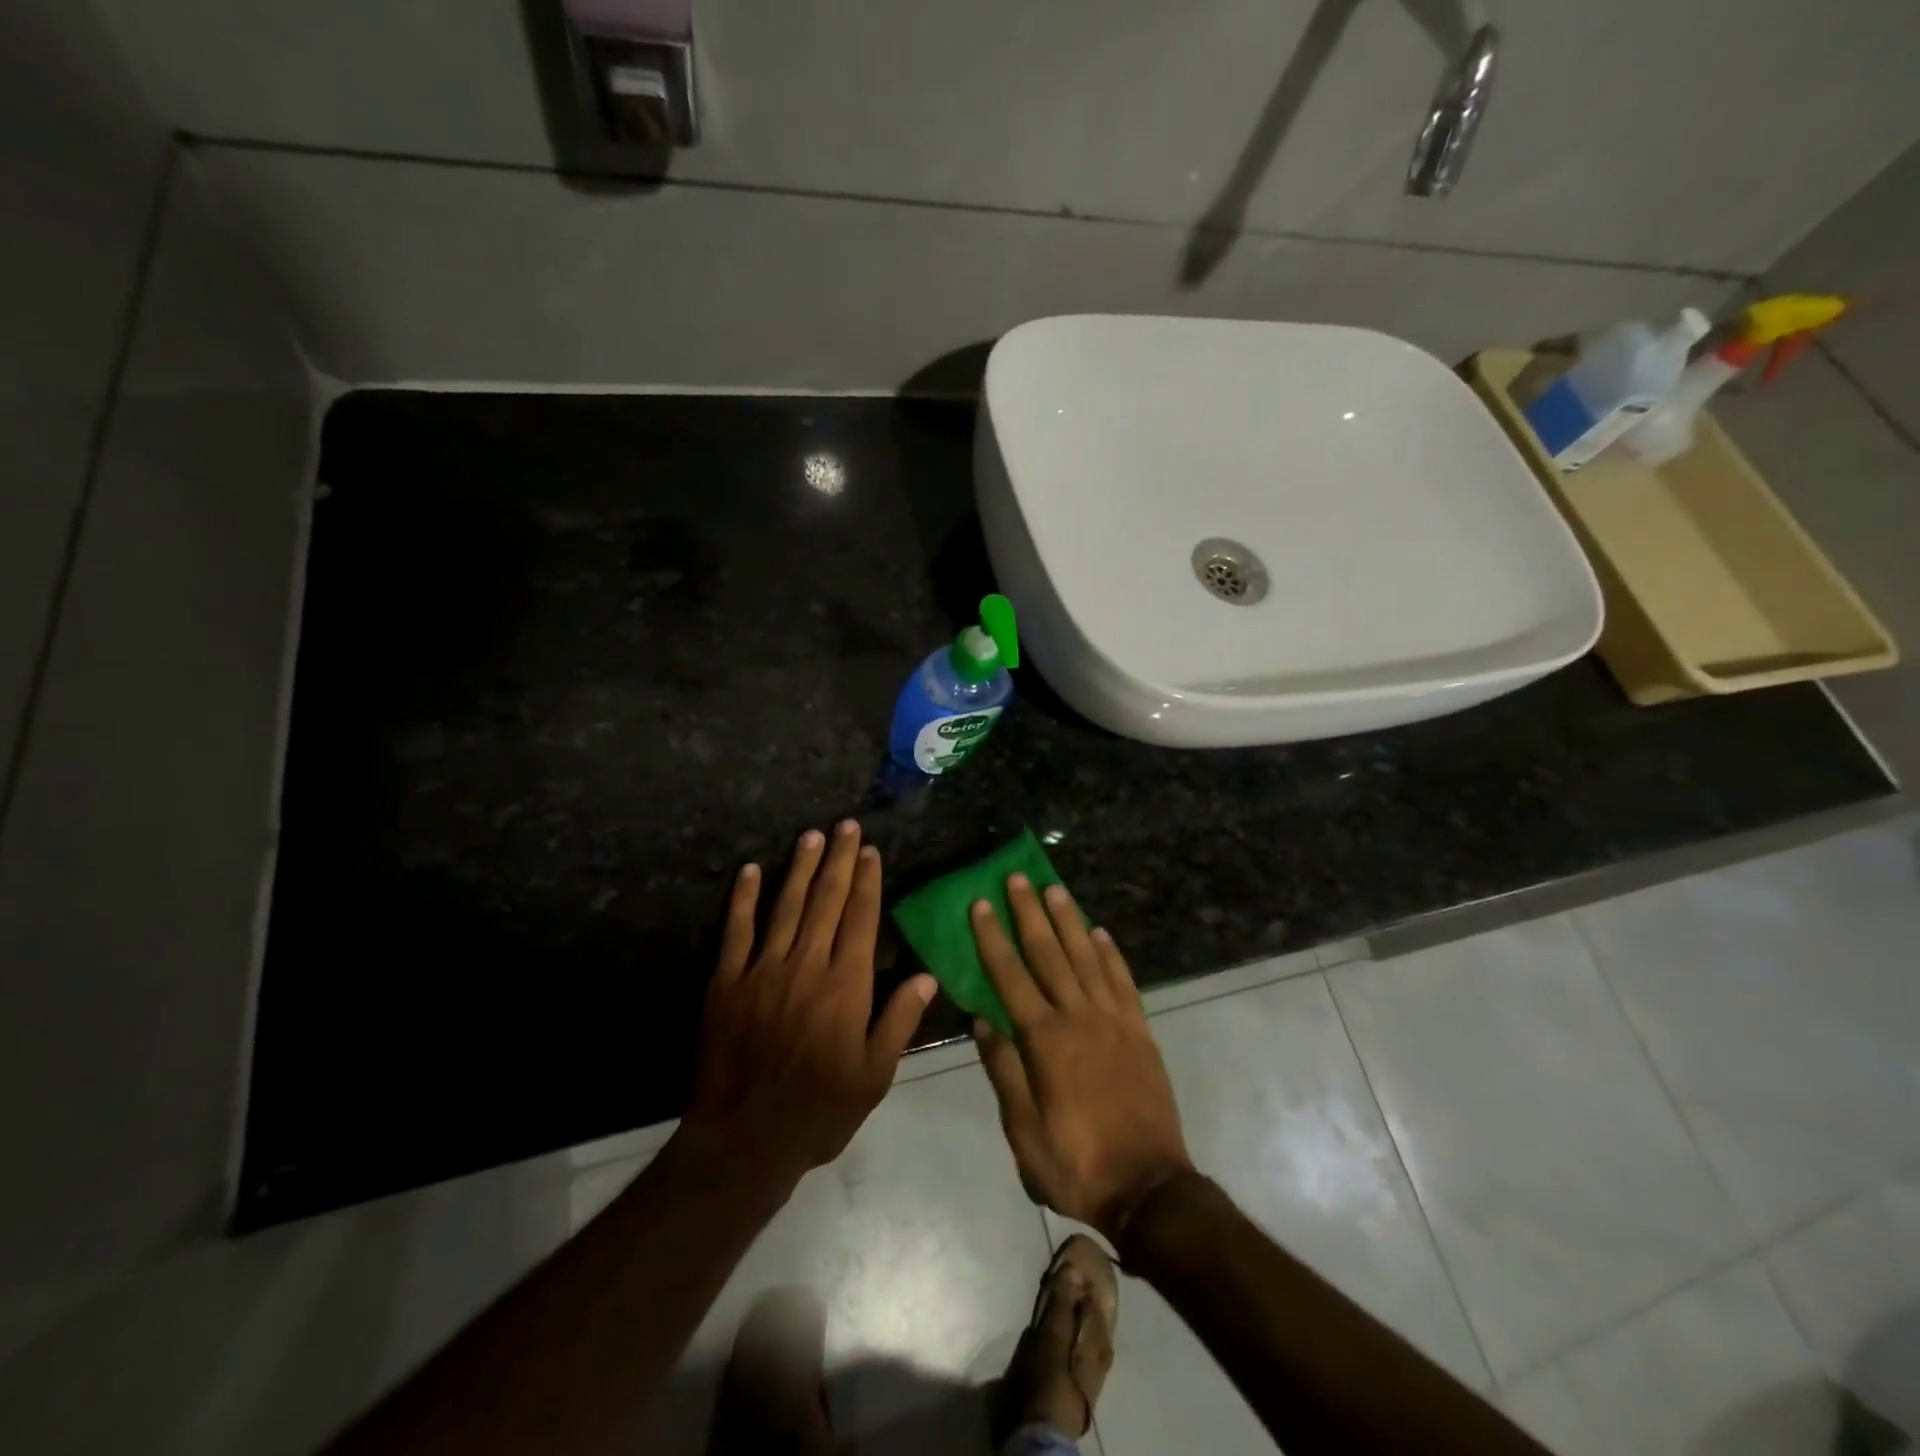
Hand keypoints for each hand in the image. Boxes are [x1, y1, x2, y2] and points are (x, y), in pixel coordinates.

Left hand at [681, 820, 935, 1189]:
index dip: (868, 881)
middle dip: (839, 860)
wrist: (744, 1139)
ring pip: (786, 906)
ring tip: (812, 836)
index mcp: (846, 985)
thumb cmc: (819, 1110)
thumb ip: (899, 1021)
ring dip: (801, 868)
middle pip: (827, 901)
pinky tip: (751, 870)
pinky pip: (736, 930)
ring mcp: (763, 969)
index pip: (861, 919)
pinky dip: (744, 898)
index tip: (871, 851)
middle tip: (846, 826)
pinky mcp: (726, 981)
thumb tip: (927, 977)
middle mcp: (807, 965)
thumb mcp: (874, 1076)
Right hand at [970, 875, 1193, 1239]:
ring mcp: (1114, 1020)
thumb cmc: (1076, 1163)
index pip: (1010, 976)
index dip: (992, 938)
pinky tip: (1100, 933)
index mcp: (1044, 1040)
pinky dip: (1110, 953)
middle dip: (1029, 913)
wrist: (1149, 1188)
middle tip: (1017, 878)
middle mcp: (1078, 1017)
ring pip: (1086, 957)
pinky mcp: (1140, 1031)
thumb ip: (1004, 1070)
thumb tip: (983, 1020)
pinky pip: (1123, 981)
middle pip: (1049, 953)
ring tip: (1054, 889)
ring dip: (1069, 920)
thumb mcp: (1024, 1131)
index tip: (979, 905)